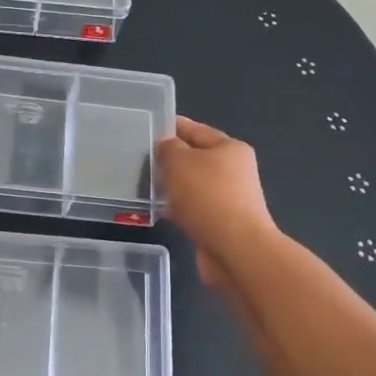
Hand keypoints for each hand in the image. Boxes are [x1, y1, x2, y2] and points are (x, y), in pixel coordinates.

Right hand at [156, 116, 277, 288]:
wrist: (235, 249)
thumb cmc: (207, 196)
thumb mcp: (179, 161)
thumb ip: (168, 148)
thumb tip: (167, 146)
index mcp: (230, 148)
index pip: (196, 130)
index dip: (173, 126)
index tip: (149, 126)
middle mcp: (234, 171)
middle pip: (196, 158)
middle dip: (171, 158)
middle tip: (141, 157)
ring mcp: (229, 199)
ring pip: (193, 185)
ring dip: (173, 185)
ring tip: (144, 183)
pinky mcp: (221, 223)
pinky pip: (193, 208)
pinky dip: (178, 207)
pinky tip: (158, 210)